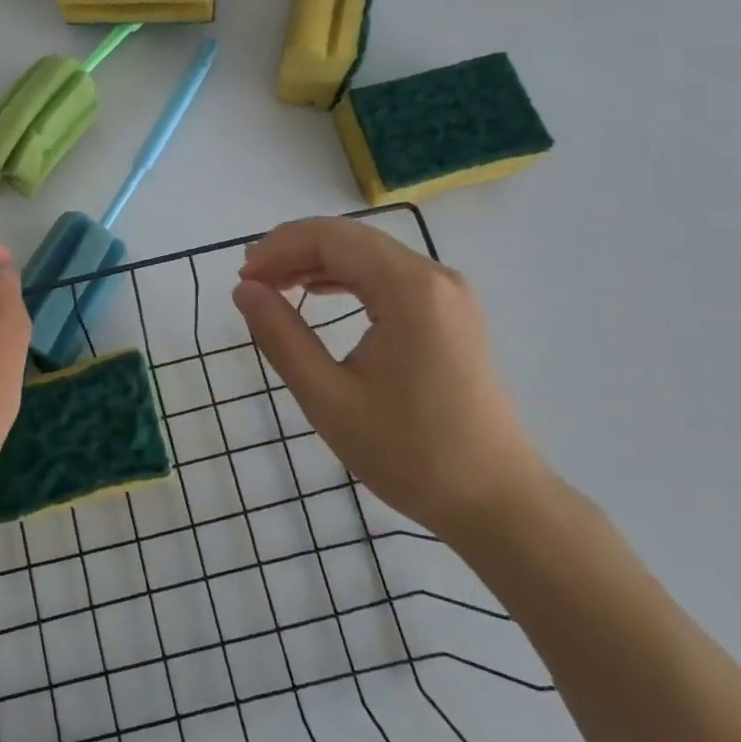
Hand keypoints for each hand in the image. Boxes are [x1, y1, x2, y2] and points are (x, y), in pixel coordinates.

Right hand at [231, 217, 545, 544]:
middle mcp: (434, 277)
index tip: (242, 279)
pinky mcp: (452, 313)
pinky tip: (318, 293)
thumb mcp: (329, 398)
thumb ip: (281, 336)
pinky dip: (348, 278)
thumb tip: (244, 289)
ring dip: (318, 262)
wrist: (498, 503)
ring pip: (369, 254)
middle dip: (294, 251)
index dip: (279, 248)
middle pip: (350, 238)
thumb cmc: (410, 454)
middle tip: (251, 281)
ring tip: (275, 286)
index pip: (330, 238)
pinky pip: (389, 275)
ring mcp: (449, 293)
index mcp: (409, 289)